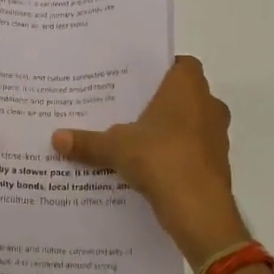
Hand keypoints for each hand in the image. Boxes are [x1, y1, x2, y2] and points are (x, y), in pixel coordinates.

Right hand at [52, 56, 248, 268]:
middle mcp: (209, 105)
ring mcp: (217, 136)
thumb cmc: (160, 158)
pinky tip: (151, 166)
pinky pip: (194, 151)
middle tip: (129, 108)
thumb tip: (56, 138)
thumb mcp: (115, 147)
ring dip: (170, 130)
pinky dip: (177, 154)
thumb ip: (88, 141)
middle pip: (185, 95)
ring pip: (191, 124)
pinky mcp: (218, 165)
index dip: (163, 69)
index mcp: (188, 87)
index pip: (183, 64)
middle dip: (161, 102)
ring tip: (136, 138)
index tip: (139, 80)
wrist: (199, 209)